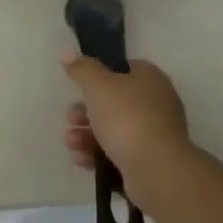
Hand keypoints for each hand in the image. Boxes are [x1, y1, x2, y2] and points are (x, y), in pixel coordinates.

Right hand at [61, 53, 198, 212]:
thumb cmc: (127, 118)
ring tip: (71, 142)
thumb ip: (81, 69)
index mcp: (150, 79)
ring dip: (86, 134)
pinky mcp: (148, 160)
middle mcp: (156, 103)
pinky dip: (97, 154)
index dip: (100, 74)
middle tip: (70, 118)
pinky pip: (117, 152)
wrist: (156, 170)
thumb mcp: (98, 85)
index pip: (124, 68)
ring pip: (113, 129)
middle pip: (114, 101)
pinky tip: (80, 159)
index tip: (80, 85)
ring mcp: (154, 134)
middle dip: (86, 110)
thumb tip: (66, 53)